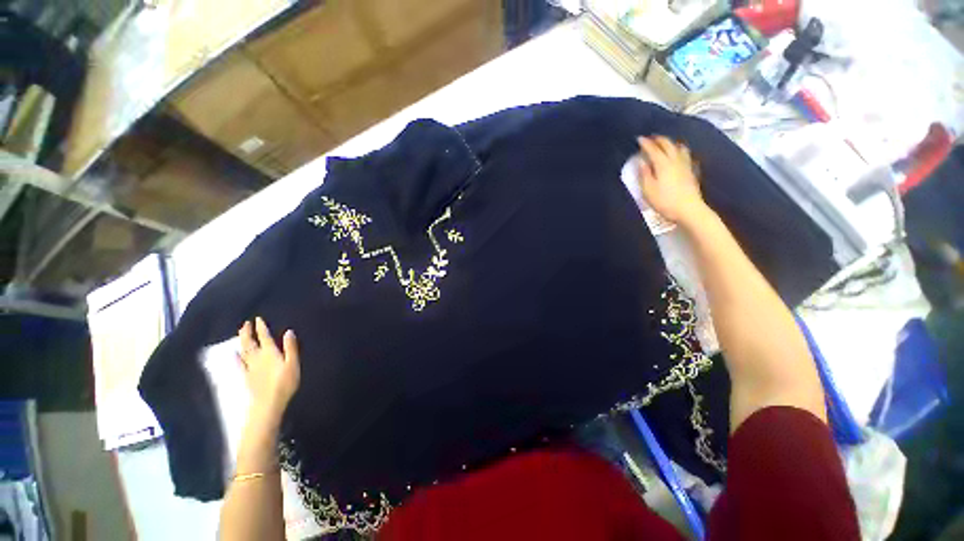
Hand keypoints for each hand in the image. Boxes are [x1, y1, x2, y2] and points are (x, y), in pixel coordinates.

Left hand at [238, 317, 300, 426]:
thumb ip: (290, 347)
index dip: (261, 328)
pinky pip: (239, 363)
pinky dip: (236, 357)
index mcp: (270, 353)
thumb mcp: (293, 364)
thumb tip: (288, 331)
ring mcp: (250, 367)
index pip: (264, 337)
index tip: (257, 319)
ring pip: (244, 351)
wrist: (268, 403)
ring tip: (240, 334)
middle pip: (250, 342)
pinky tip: (233, 354)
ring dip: (242, 341)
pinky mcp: (247, 376)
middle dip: (247, 332)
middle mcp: (258, 357)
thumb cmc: (285, 383)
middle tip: (245, 324)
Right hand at [636, 136, 709, 228]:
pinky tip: (679, 154)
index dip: (646, 143)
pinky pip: (685, 155)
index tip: (639, 139)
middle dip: (659, 139)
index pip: (653, 149)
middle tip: (651, 138)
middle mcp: (675, 160)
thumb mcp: (648, 190)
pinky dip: (680, 150)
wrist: (688, 209)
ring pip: (679, 148)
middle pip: (668, 145)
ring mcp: (685, 165)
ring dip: (671, 143)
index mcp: (663, 164)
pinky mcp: (691, 171)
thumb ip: (644, 174)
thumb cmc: (664, 201)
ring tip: (665, 143)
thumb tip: (642, 162)